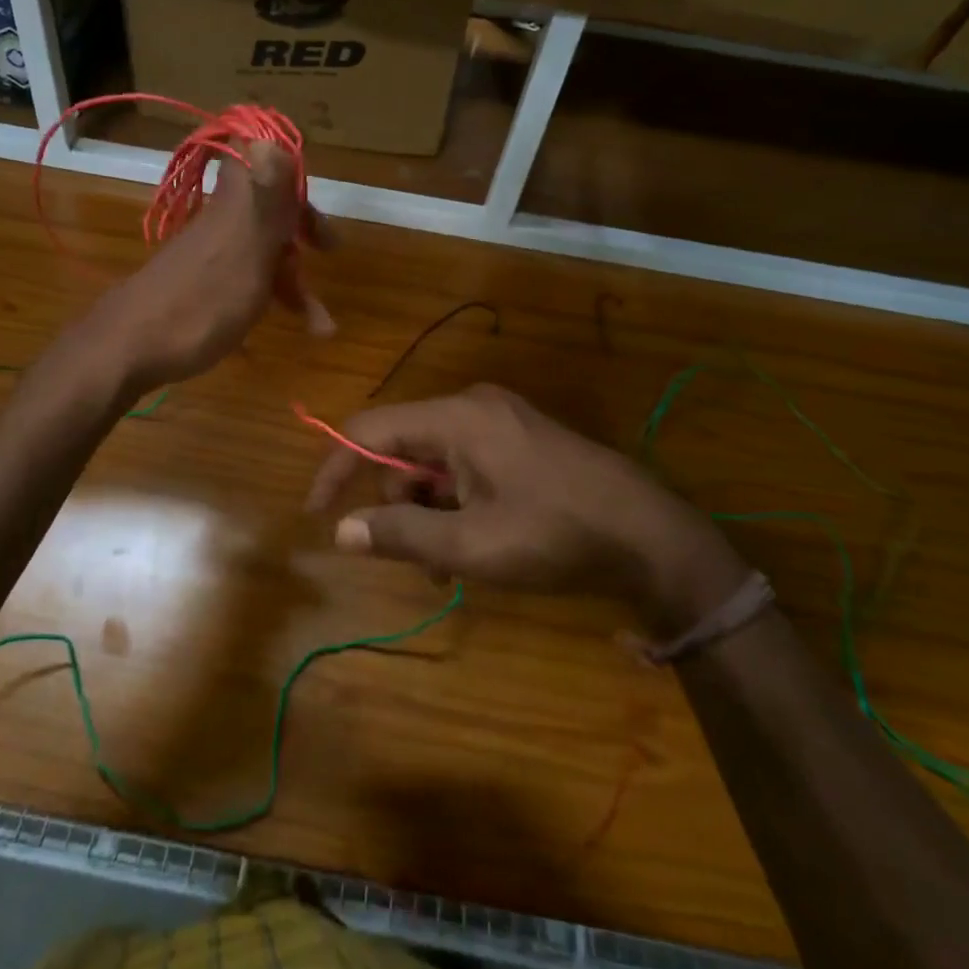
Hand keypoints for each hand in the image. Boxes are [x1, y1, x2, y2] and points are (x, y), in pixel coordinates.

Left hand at [83, 141, 331, 393]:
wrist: (127, 349)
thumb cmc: (201, 301)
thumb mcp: (245, 249)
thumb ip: (265, 197)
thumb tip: (271, 137)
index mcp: (233, 205)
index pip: (259, 162)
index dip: (292, 177)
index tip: (314, 206)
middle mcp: (219, 223)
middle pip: (265, 209)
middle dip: (300, 232)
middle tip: (328, 253)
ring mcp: (206, 256)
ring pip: (257, 252)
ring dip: (291, 281)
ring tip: (321, 326)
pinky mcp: (196, 288)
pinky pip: (241, 282)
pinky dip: (265, 298)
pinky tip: (280, 327)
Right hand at [304, 384, 750, 639]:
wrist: (651, 536)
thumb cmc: (556, 535)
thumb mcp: (472, 545)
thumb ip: (402, 535)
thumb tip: (342, 531)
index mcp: (457, 417)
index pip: (370, 430)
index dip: (336, 469)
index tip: (317, 514)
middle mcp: (473, 406)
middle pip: (403, 447)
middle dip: (396, 502)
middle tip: (416, 557)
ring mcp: (499, 420)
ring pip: (433, 461)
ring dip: (427, 510)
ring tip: (449, 562)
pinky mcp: (518, 438)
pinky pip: (464, 464)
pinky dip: (455, 501)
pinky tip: (473, 541)